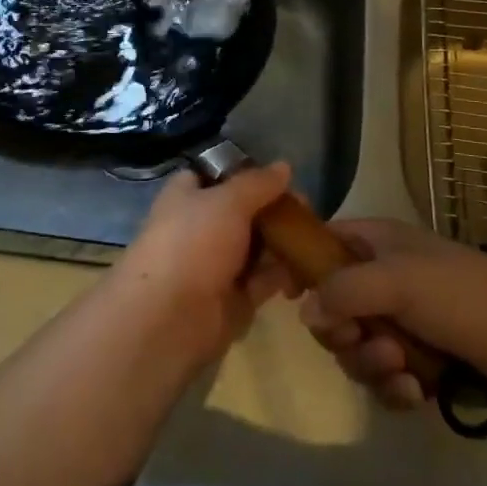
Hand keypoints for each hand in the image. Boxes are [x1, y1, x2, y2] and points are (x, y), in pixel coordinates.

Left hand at [109, 164, 299, 369]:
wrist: (170, 319)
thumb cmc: (193, 243)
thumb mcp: (227, 201)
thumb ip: (258, 183)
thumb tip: (284, 166)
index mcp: (188, 196)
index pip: (217, 175)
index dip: (247, 172)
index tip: (281, 175)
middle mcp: (202, 226)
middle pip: (244, 211)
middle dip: (275, 210)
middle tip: (307, 210)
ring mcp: (217, 264)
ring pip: (257, 246)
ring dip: (284, 242)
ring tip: (316, 238)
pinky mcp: (234, 298)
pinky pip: (264, 279)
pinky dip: (285, 274)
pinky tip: (310, 268)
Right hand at [299, 220, 486, 411]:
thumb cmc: (459, 294)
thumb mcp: (396, 281)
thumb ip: (343, 290)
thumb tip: (304, 310)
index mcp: (375, 243)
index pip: (322, 244)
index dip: (303, 267)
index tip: (291, 297)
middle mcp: (382, 278)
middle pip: (332, 307)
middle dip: (343, 334)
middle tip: (361, 341)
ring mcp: (401, 320)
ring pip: (356, 347)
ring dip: (371, 364)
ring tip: (402, 370)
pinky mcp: (419, 360)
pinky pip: (384, 377)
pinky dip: (394, 387)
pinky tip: (416, 394)